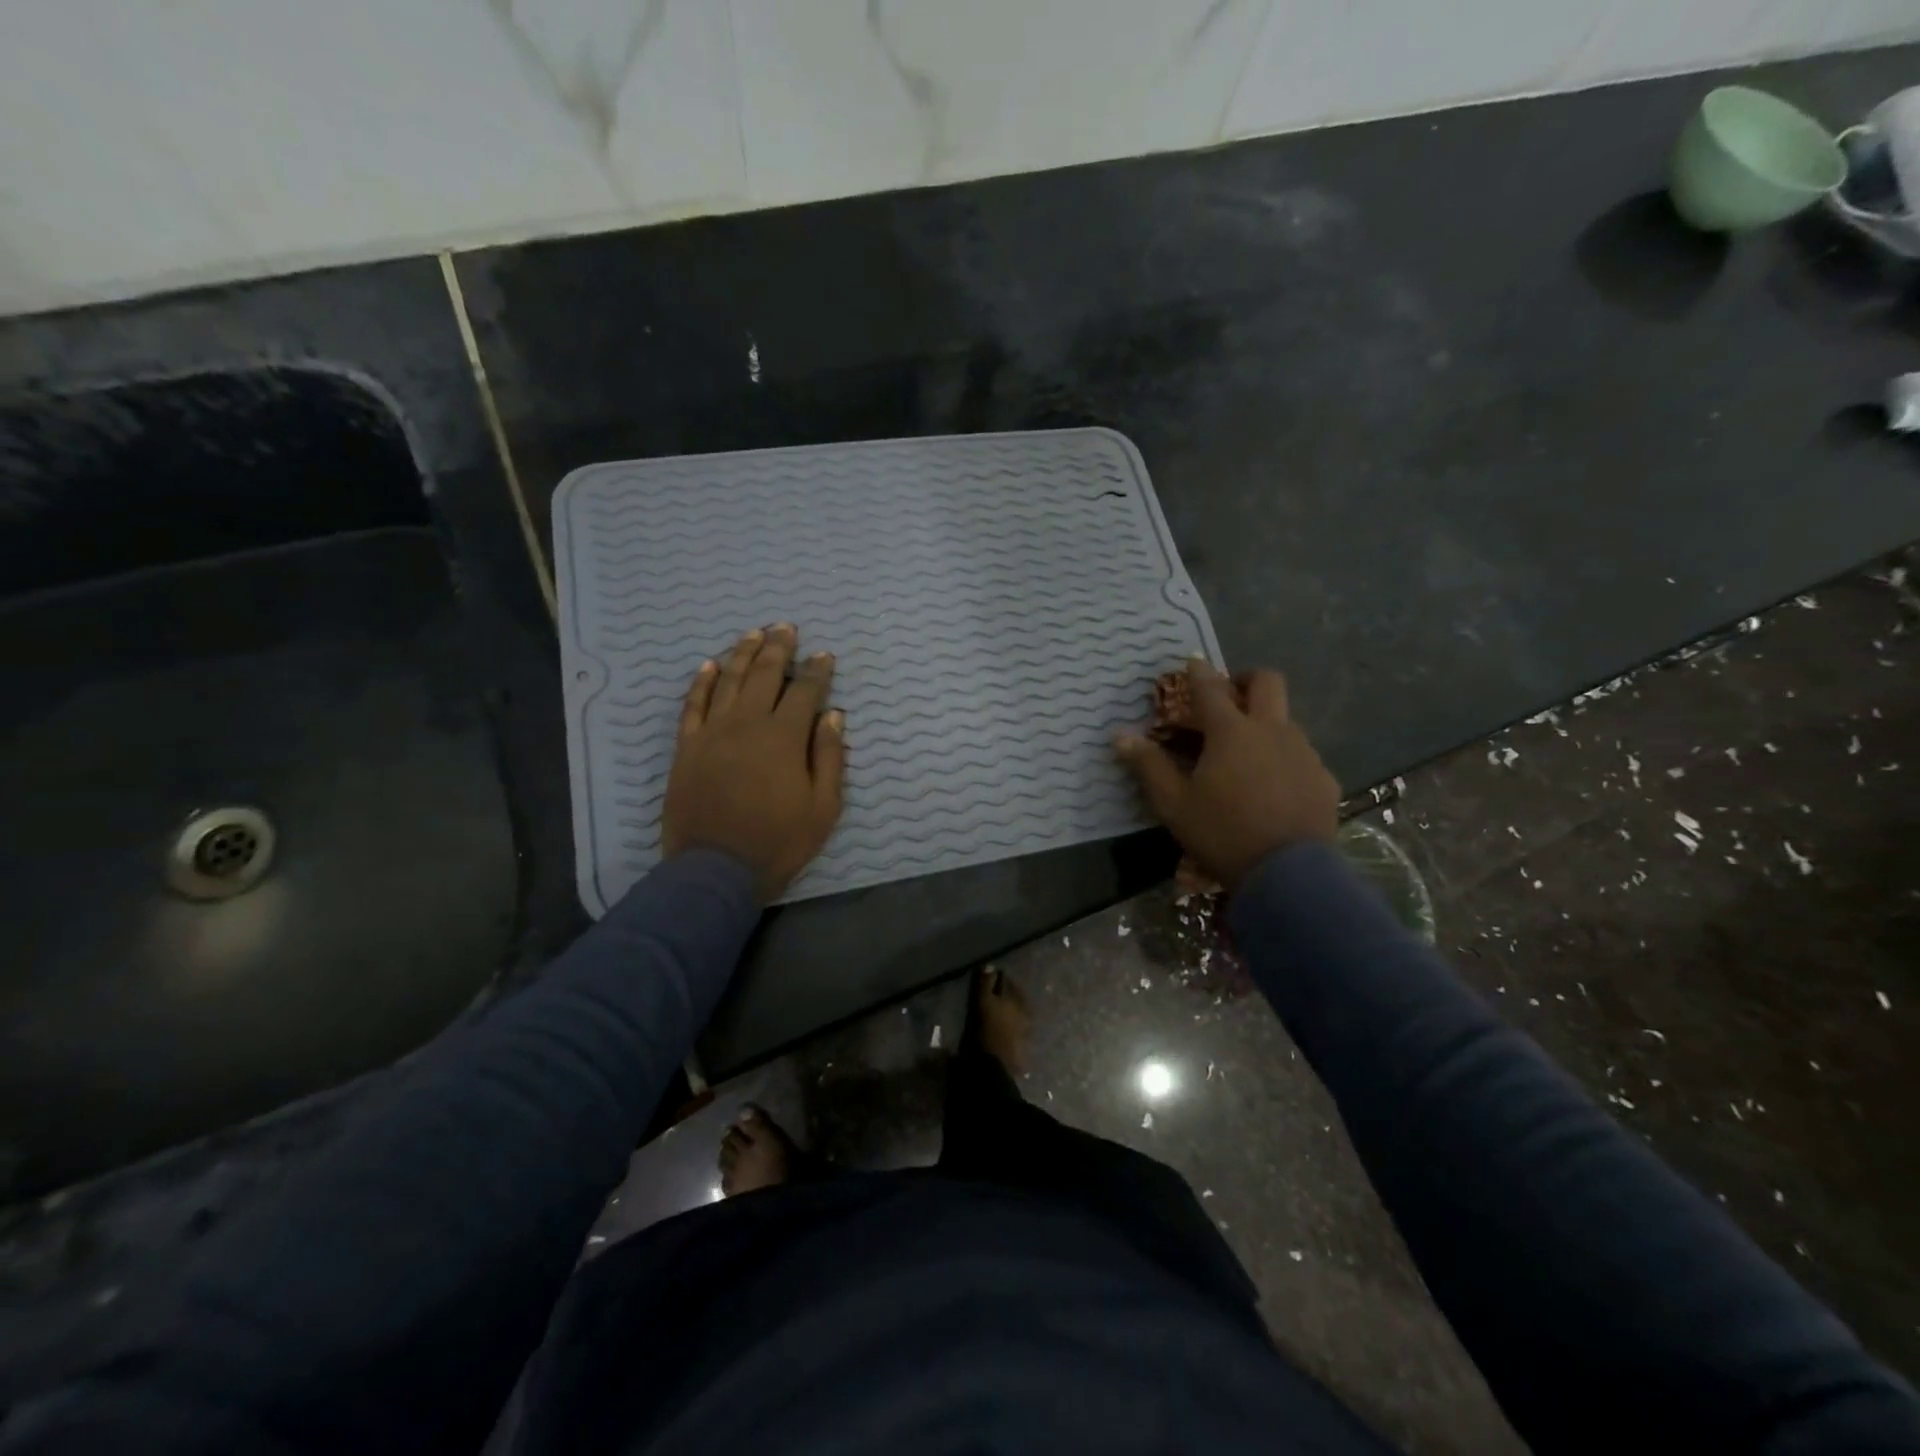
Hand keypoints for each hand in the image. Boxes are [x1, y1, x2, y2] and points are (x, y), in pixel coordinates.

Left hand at [661, 624, 845, 903]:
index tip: (824, 655)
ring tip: (753, 633)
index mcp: (784, 737)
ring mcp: (712, 733)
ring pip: (727, 680)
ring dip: (742, 654)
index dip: (817, 671)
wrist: (715, 869)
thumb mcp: (823, 807)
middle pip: (764, 675)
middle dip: (778, 648)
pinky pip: (693, 705)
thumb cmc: (778, 841)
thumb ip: (828, 757)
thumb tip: (832, 715)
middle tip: (786, 627)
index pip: (805, 692)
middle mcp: (747, 723)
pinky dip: (701, 682)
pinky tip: (709, 665)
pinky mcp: (687, 747)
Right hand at [1115, 658, 1338, 891]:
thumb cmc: (1222, 833)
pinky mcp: (1323, 778)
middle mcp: (1271, 731)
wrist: (1288, 874)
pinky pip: (1302, 755)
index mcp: (1231, 732)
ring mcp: (1303, 753)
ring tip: (1248, 751)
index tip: (1191, 661)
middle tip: (1230, 696)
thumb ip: (1148, 765)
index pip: (1210, 688)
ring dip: (1266, 721)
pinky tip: (1274, 786)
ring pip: (1287, 718)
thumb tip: (1119, 736)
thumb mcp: (1174, 804)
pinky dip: (1284, 757)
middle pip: (1267, 682)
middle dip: (1246, 679)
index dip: (1198, 672)